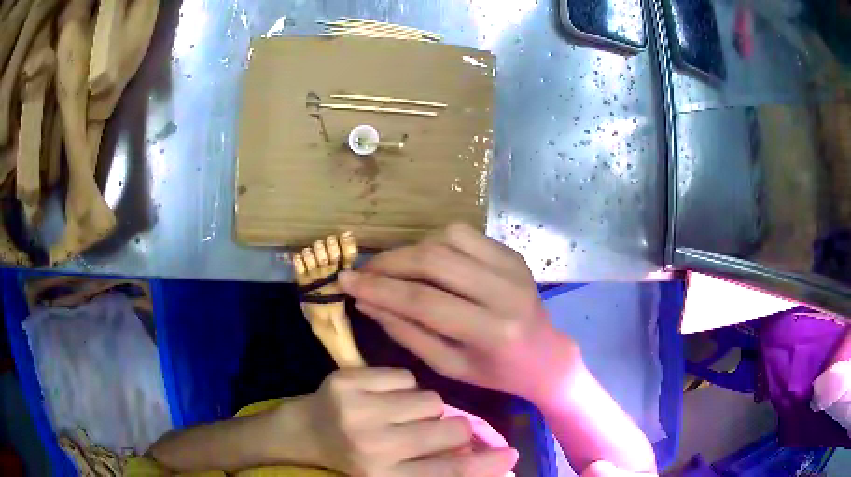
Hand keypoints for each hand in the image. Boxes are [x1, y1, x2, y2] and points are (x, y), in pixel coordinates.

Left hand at [302, 368, 517, 476]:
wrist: (305, 431)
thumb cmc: (354, 457)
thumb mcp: (393, 472)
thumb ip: (435, 466)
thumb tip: (481, 455)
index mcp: (384, 476)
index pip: (447, 474)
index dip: (484, 465)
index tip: (511, 455)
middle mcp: (372, 447)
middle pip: (449, 429)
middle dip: (454, 428)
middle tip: (439, 429)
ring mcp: (356, 410)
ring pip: (431, 399)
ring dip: (426, 407)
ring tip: (401, 414)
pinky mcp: (346, 380)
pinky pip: (405, 376)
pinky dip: (402, 386)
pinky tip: (382, 396)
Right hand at [338, 223, 582, 401]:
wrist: (545, 355)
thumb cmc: (495, 372)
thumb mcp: (447, 365)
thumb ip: (405, 332)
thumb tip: (365, 302)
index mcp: (490, 330)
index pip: (423, 301)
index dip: (379, 290)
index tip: (345, 282)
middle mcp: (504, 290)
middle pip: (434, 261)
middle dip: (389, 263)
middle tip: (363, 273)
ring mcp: (511, 265)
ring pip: (446, 238)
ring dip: (411, 251)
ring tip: (394, 271)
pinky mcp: (511, 253)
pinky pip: (463, 233)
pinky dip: (435, 242)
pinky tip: (426, 262)